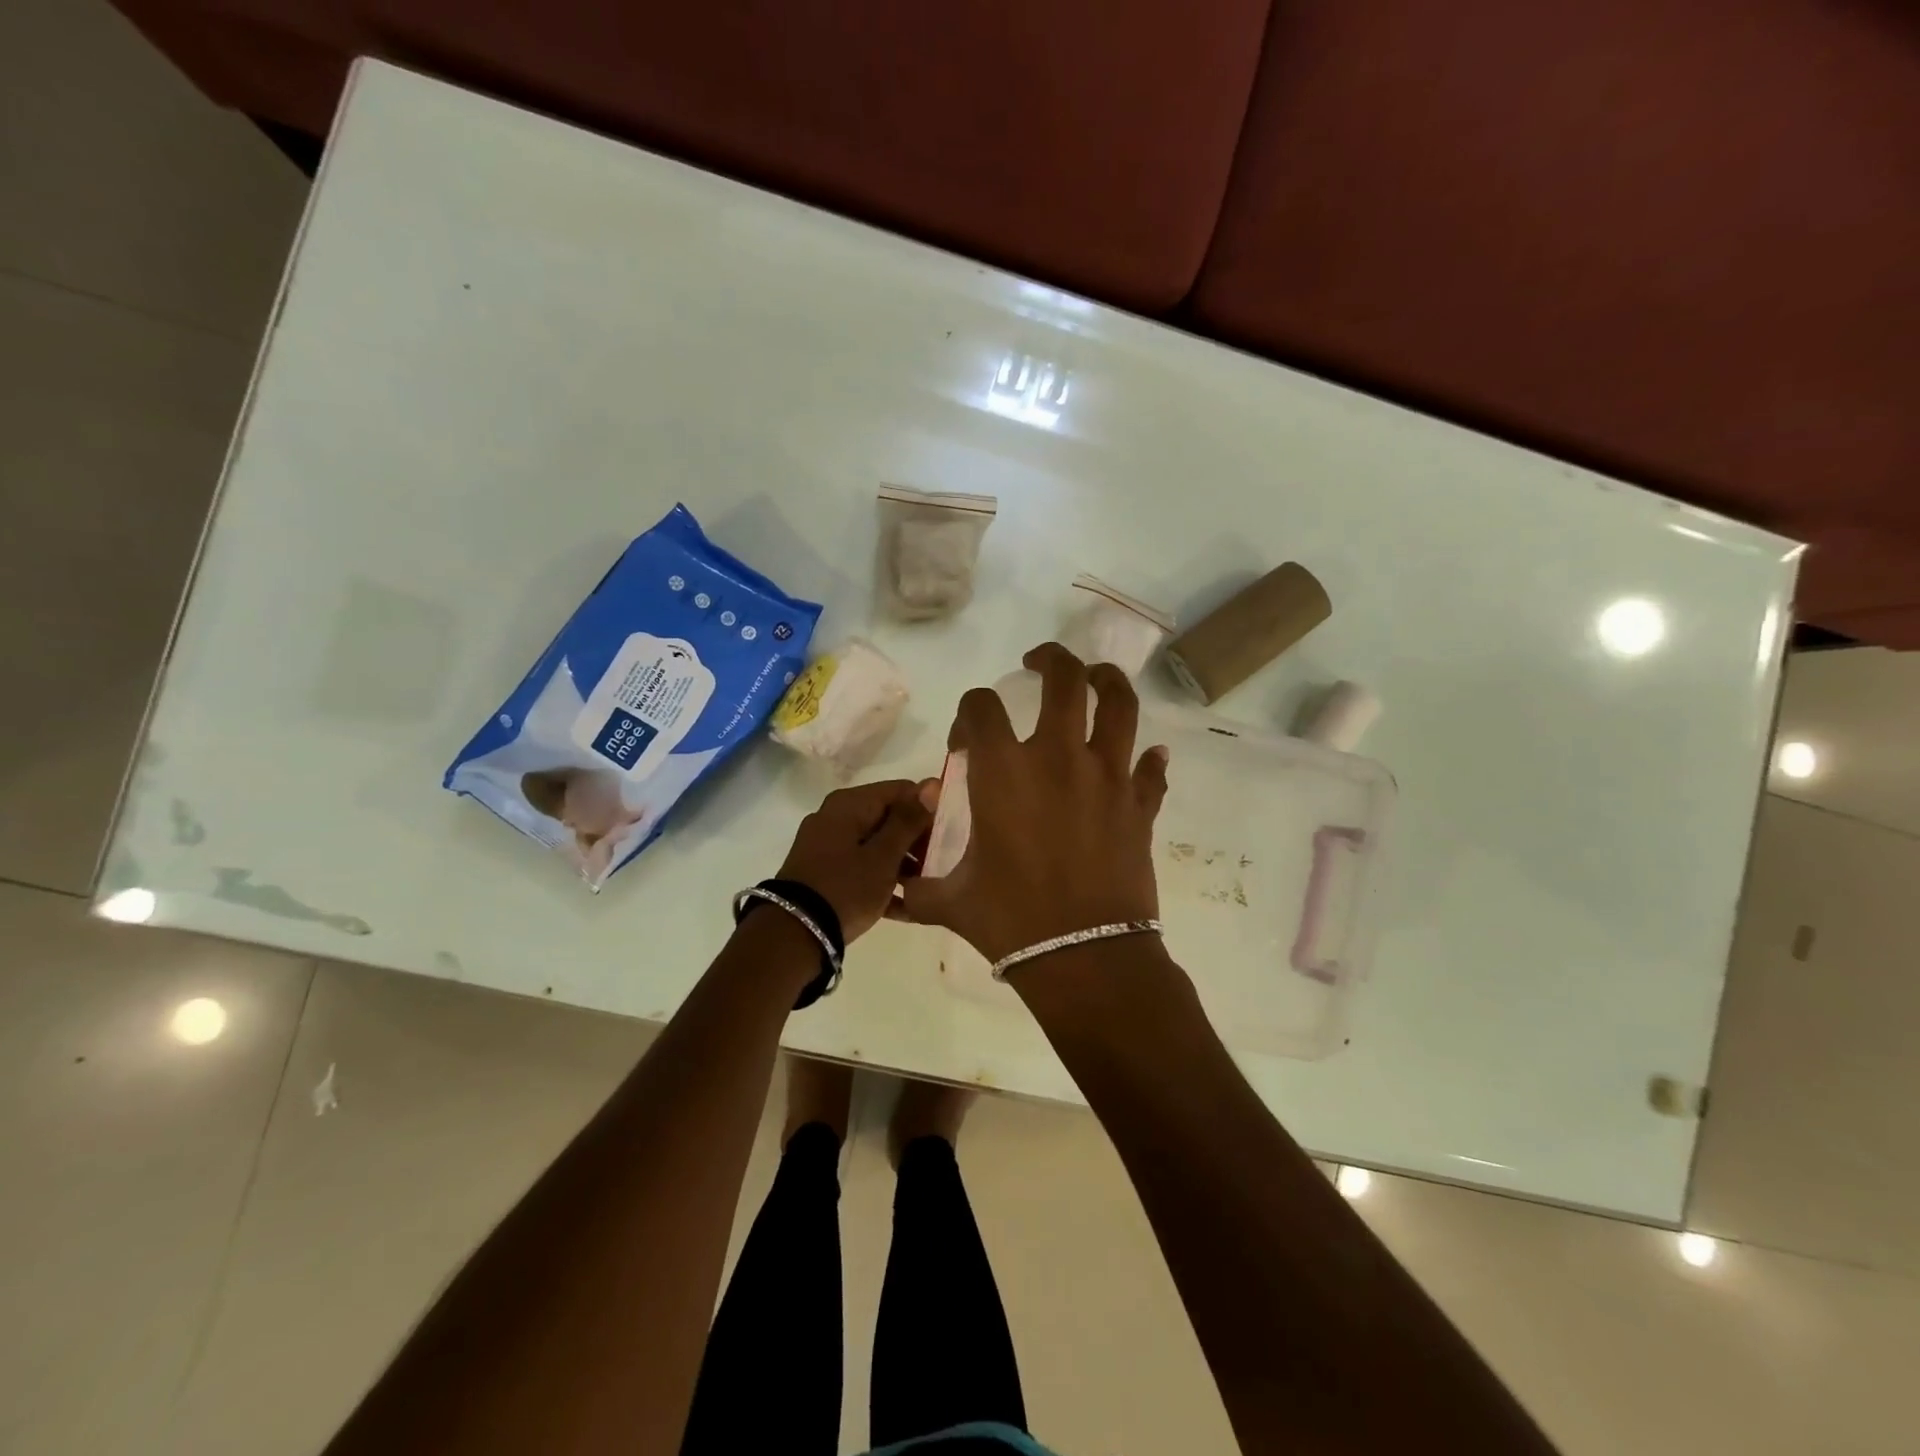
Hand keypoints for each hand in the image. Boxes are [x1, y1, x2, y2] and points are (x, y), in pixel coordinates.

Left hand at [776, 779, 934, 942]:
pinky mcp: (823, 872)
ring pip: (876, 844)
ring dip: (903, 863)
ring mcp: (826, 845)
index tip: (949, 835)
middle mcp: (835, 816)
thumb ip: (908, 820)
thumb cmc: (845, 889)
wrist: (793, 935)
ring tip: (925, 888)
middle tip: (939, 865)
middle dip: (916, 839)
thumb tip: (931, 783)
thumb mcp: (884, 856)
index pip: (901, 790)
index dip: (928, 809)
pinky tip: (905, 906)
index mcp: (849, 804)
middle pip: (888, 817)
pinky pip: (861, 866)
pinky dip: (881, 879)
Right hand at [897, 643, 1168, 964]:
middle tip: (1037, 663)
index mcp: (1004, 771)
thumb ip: (919, 888)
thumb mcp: (951, 901)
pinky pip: (1150, 770)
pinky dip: (1148, 761)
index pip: (981, 708)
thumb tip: (895, 891)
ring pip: (1119, 704)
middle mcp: (1058, 757)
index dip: (969, 714)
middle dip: (1049, 659)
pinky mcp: (1140, 805)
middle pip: (1063, 679)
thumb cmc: (1011, 921)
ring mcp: (1107, 777)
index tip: (967, 739)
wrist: (1084, 957)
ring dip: (1106, 682)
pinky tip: (1146, 759)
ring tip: (1095, 679)